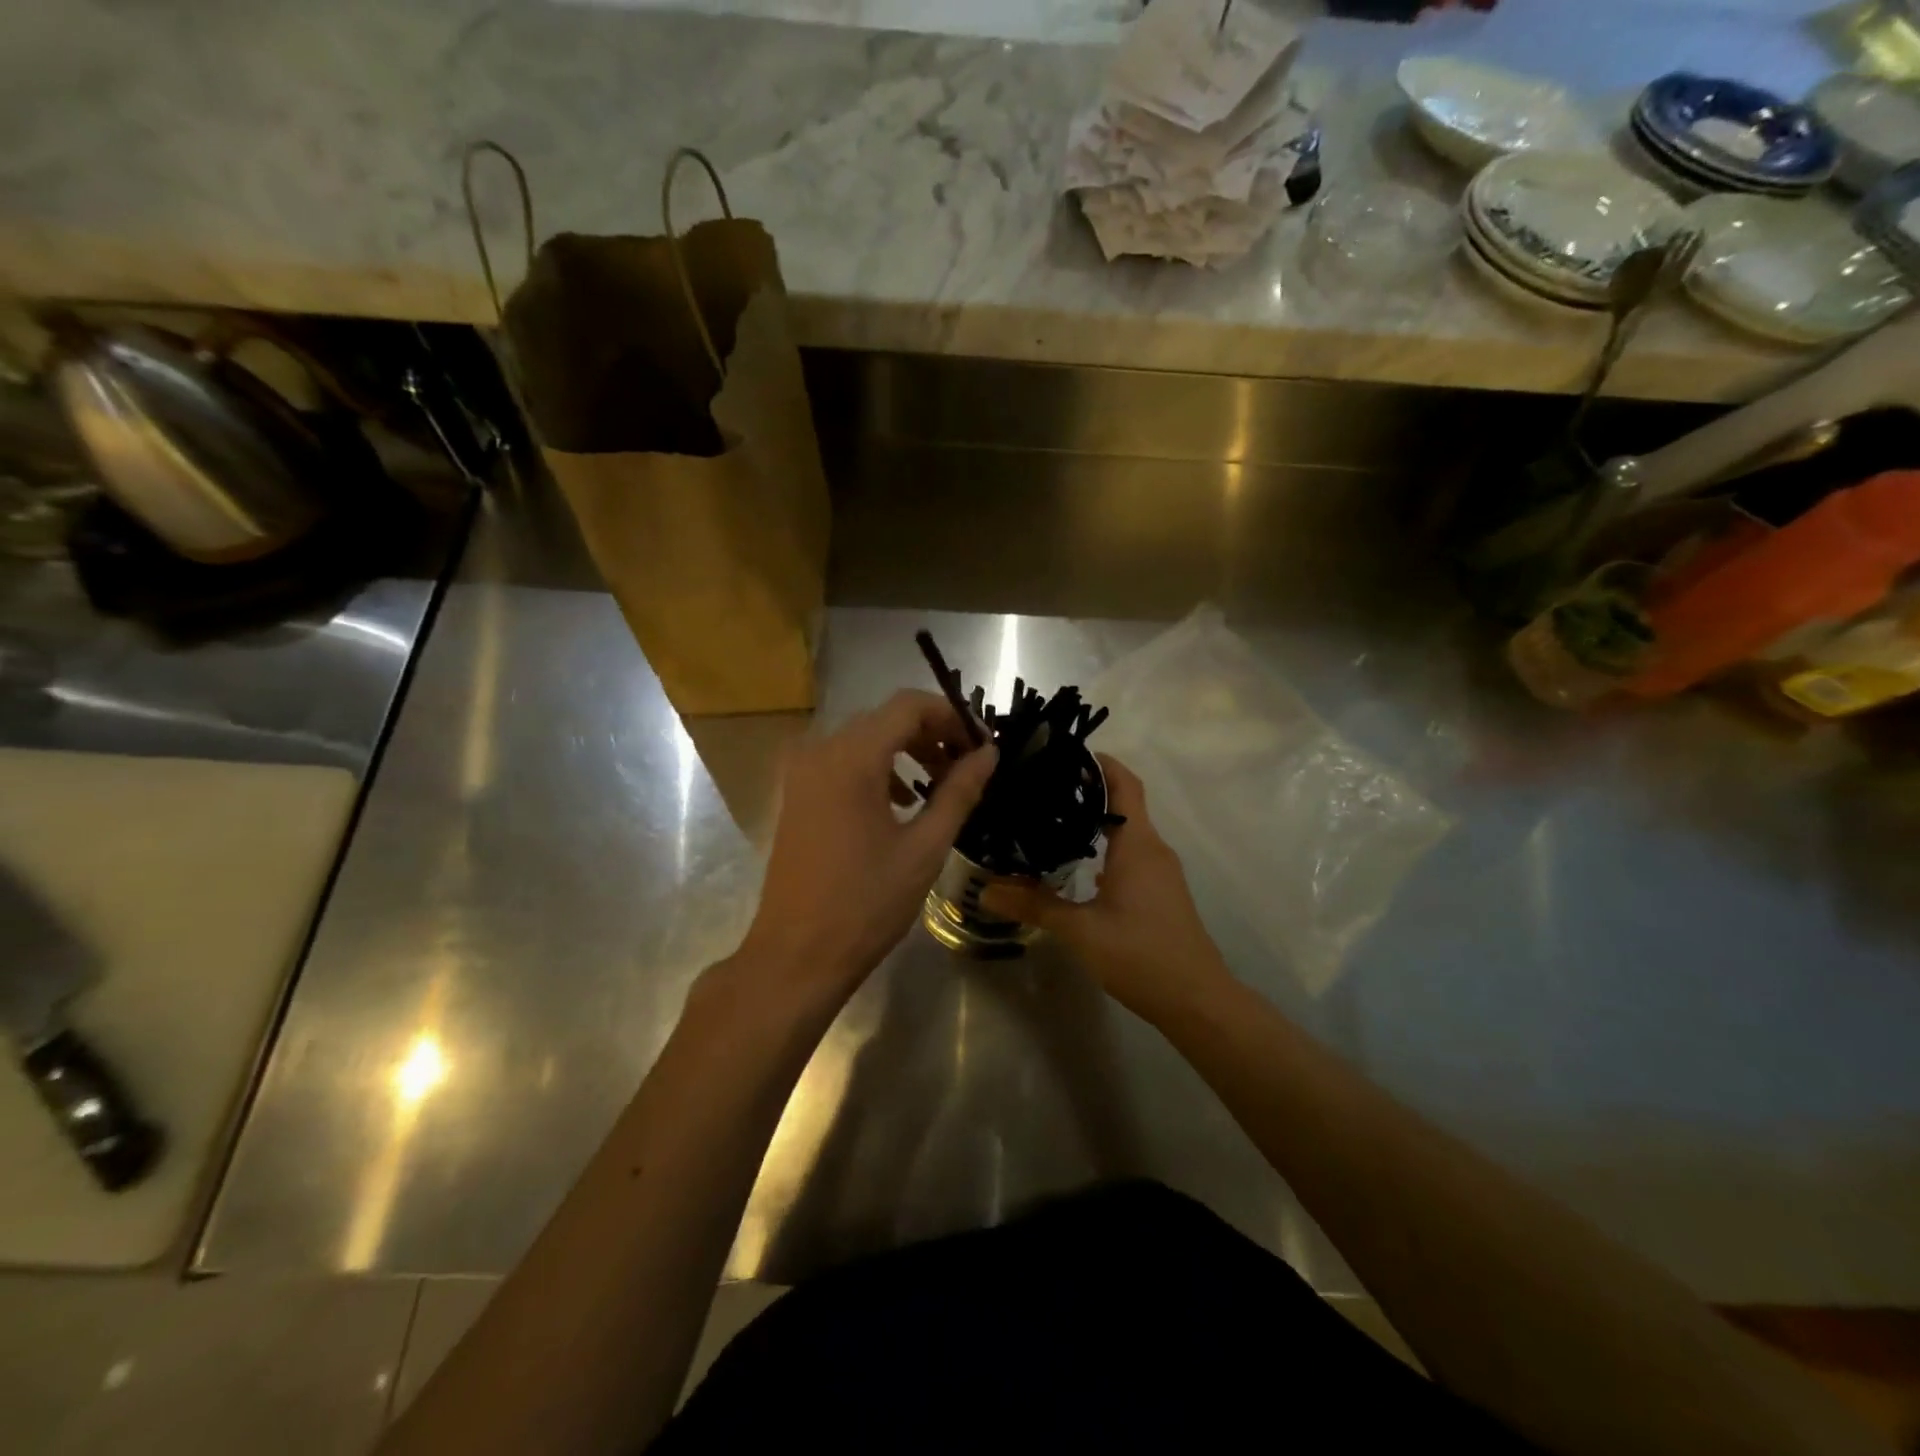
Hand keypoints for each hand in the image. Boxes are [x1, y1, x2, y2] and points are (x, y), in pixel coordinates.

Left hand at [736, 690, 996, 998]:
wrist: (796, 955)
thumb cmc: (866, 904)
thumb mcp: (924, 847)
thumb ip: (959, 791)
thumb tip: (989, 753)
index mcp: (851, 758)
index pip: (908, 705)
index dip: (951, 716)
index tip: (982, 744)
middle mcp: (820, 751)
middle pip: (885, 719)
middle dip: (931, 733)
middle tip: (967, 766)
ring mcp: (802, 773)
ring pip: (864, 739)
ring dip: (906, 751)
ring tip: (939, 785)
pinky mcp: (797, 794)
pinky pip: (843, 761)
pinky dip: (878, 768)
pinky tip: (900, 803)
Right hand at [980, 756, 1230, 1023]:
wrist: (1199, 1001)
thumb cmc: (1142, 955)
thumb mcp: (1082, 931)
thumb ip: (1035, 905)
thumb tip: (985, 889)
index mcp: (1138, 845)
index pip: (1125, 784)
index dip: (1100, 762)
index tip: (1064, 752)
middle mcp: (1153, 849)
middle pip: (1123, 803)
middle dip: (1087, 788)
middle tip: (1041, 785)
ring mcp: (1160, 872)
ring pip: (1127, 831)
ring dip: (1094, 820)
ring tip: (1050, 818)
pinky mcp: (1160, 892)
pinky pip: (1130, 854)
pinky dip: (1104, 847)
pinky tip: (1075, 863)